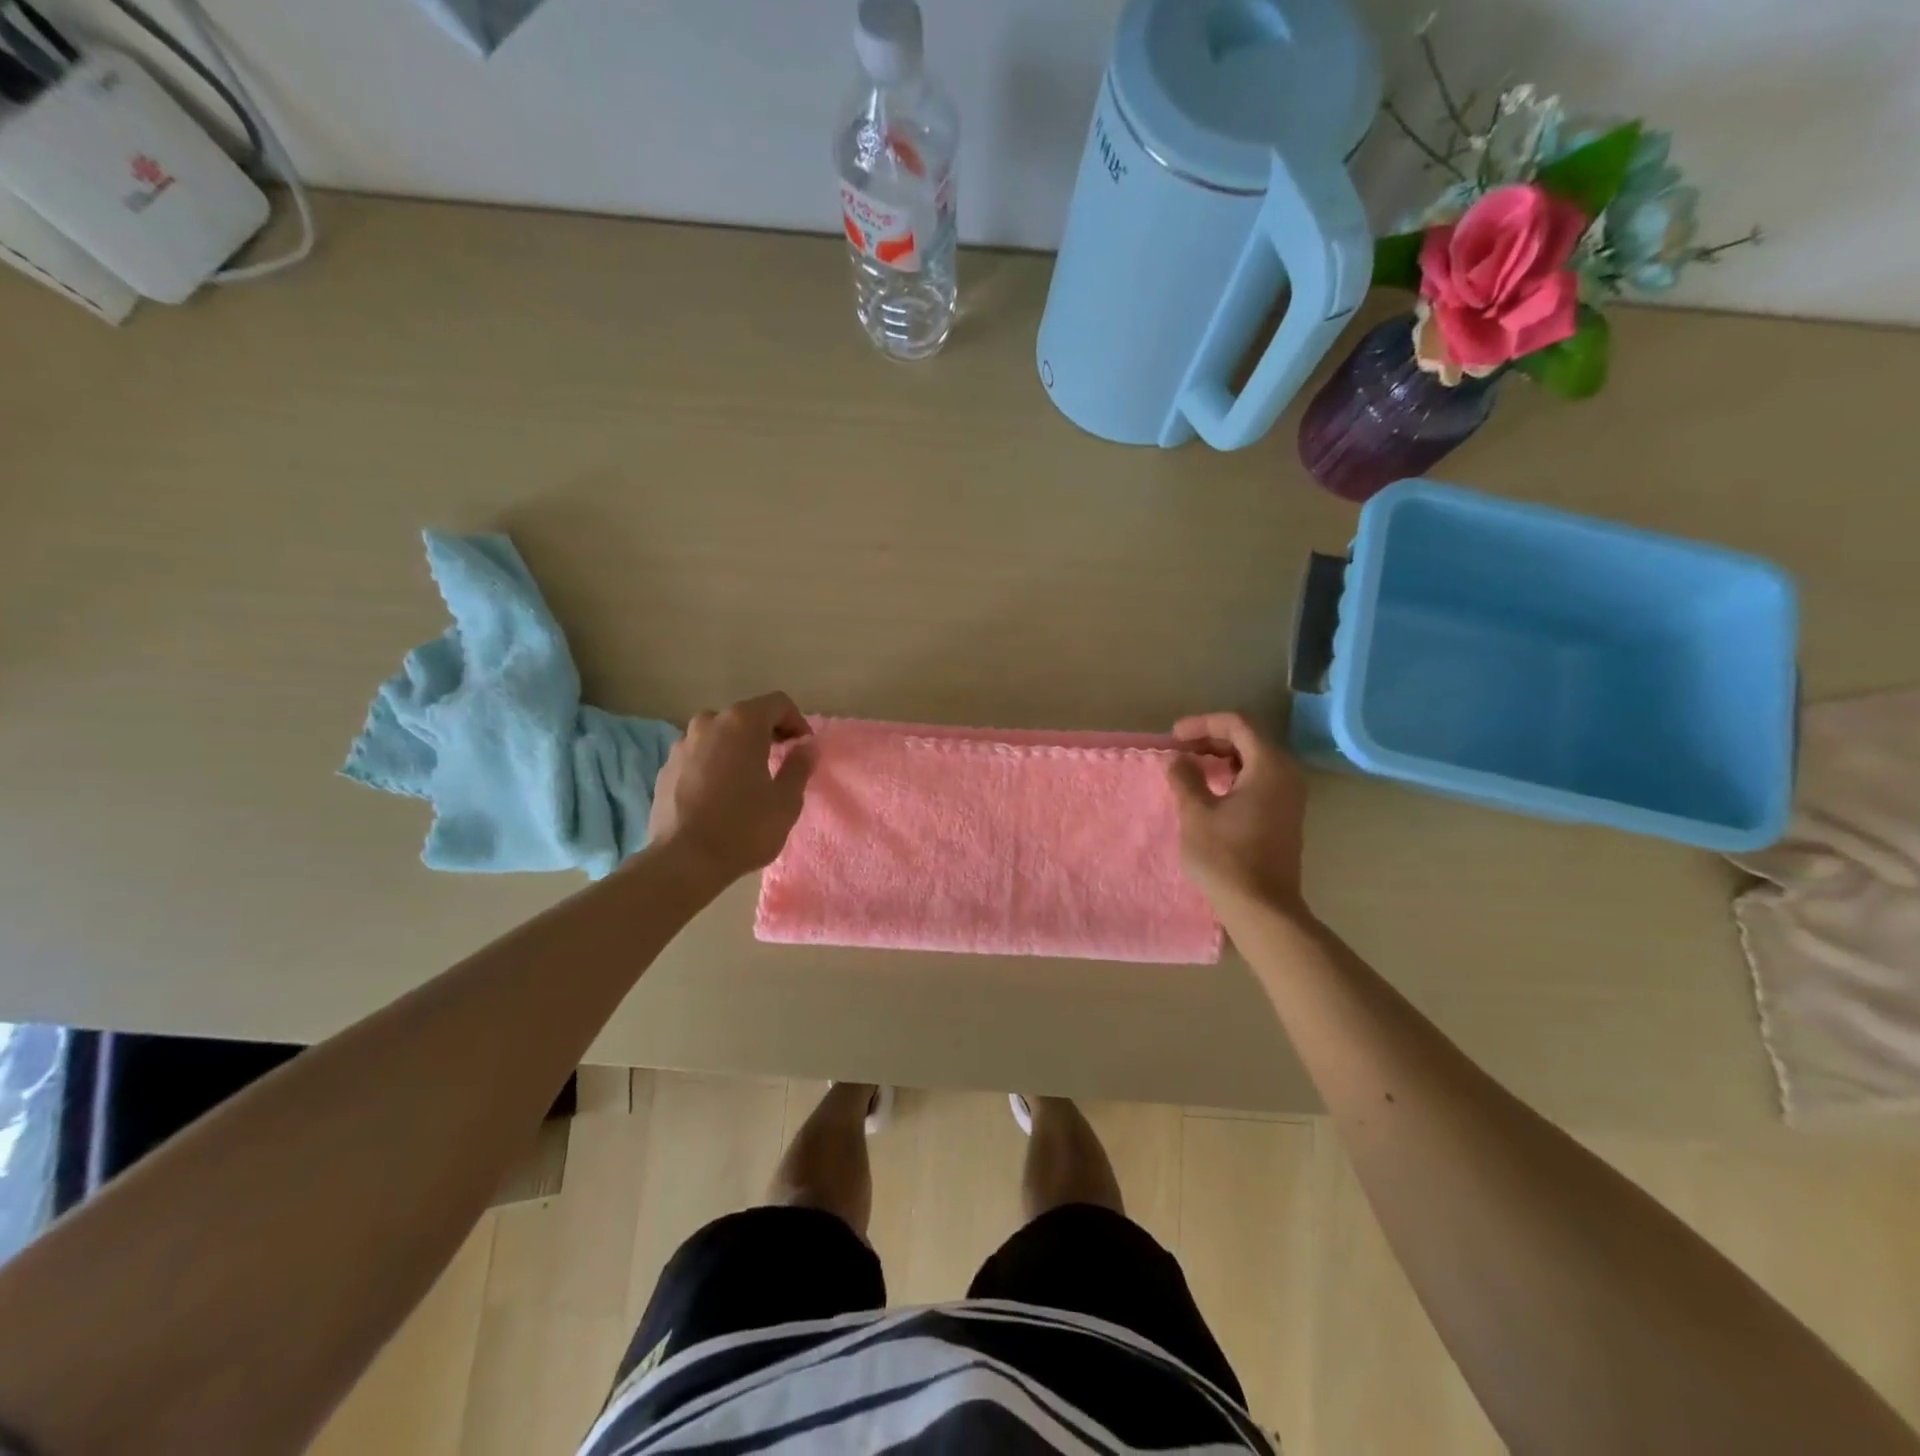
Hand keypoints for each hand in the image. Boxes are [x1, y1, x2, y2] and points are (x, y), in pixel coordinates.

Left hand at [648, 692, 816, 884]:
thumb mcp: (786, 800)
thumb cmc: (744, 827)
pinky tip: (721, 793)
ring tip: (749, 778)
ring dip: (738, 747)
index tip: (803, 748)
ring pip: (719, 735)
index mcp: (741, 723)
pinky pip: (699, 755)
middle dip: (767, 733)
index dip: (797, 721)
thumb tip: (807, 747)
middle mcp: (708, 723)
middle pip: (746, 716)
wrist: (684, 861)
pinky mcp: (665, 767)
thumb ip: (799, 766)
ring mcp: (682, 744)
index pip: (778, 703)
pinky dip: (714, 763)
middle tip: (781, 761)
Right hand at [1167, 712, 1308, 916]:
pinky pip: (1259, 780)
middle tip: (1179, 750)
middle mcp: (1286, 774)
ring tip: (1189, 768)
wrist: (1263, 908)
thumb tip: (1178, 760)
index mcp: (1269, 766)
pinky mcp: (1284, 815)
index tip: (1174, 737)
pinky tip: (1209, 791)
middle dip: (1211, 738)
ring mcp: (1289, 796)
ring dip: (1221, 758)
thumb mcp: (1196, 813)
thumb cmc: (1227, 857)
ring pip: (1254, 760)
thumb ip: (1186, 778)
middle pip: (1249, 739)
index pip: (1238, 724)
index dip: (1203, 723)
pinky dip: (1233, 776)